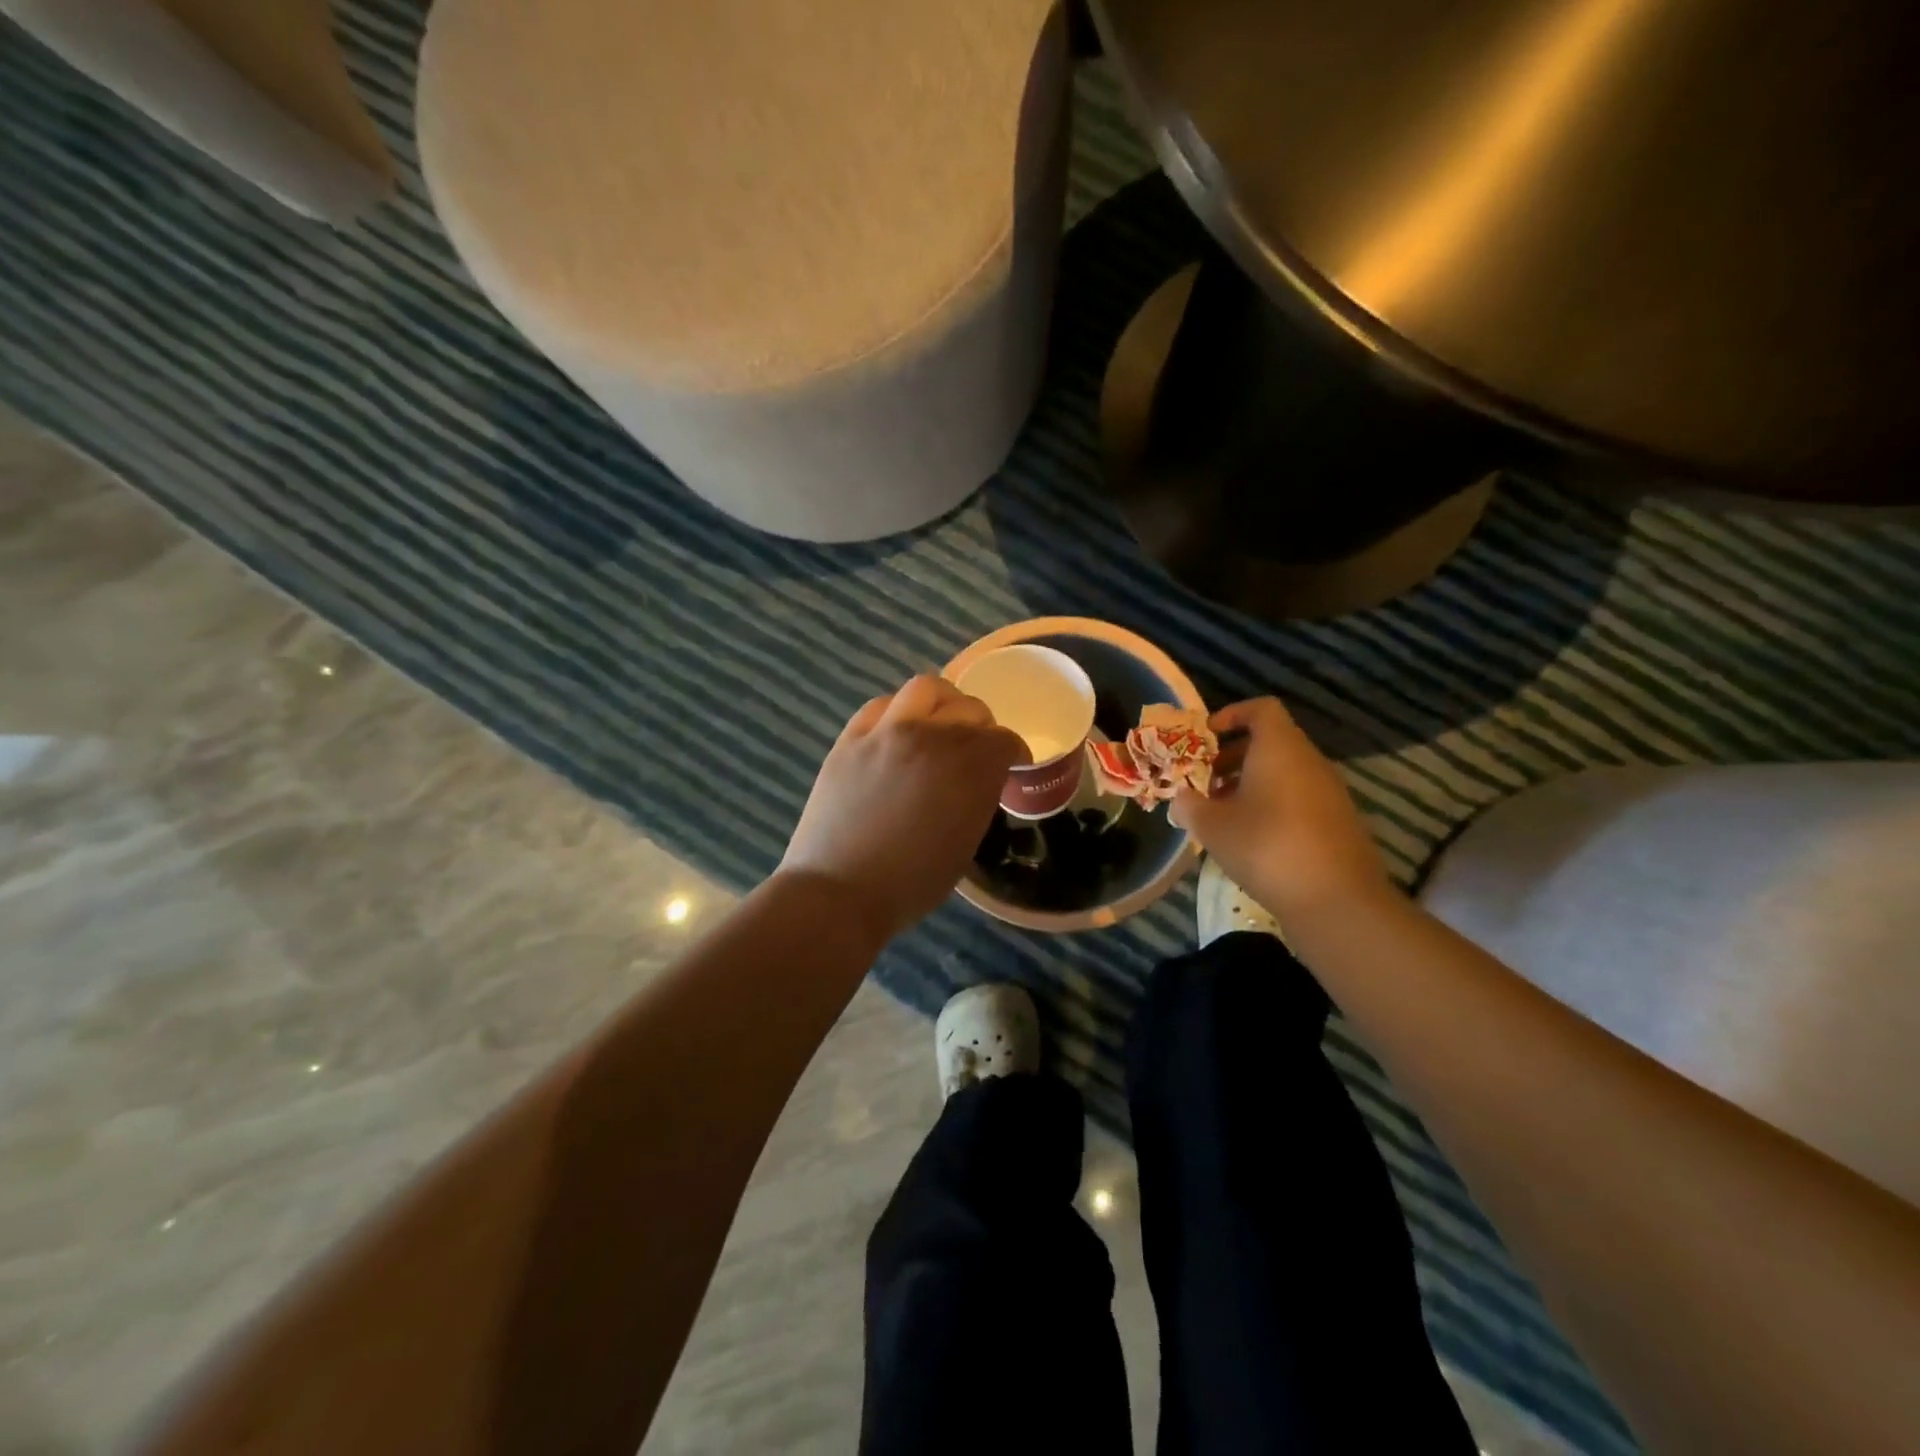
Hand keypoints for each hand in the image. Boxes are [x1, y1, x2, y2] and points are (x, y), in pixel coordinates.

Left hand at [779, 675, 1024, 944]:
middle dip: (983, 726)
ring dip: (944, 702)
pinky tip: (898, 729)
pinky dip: (898, 711)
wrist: (840, 891)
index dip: (1014, 752)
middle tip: (976, 746)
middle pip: (970, 709)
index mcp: (971, 770)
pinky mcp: (852, 738)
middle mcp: (934, 738)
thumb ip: (978, 799)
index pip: (1004, 740)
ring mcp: (889, 732)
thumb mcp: (965, 844)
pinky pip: (881, 704)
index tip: (1012, 765)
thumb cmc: (911, 884)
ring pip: (927, 689)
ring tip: (940, 721)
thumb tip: (978, 780)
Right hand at [1172, 698, 1390, 923]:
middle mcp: (1309, 761)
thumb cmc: (1267, 847)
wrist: (1337, 901)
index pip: (1261, 709)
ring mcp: (1329, 792)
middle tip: (1204, 780)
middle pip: (1271, 742)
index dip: (1231, 715)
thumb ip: (1190, 806)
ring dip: (1250, 784)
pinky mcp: (1337, 822)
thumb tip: (1180, 798)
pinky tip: (1250, 837)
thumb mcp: (1212, 827)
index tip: (1205, 737)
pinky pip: (1298, 797)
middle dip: (1232, 756)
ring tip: (1221, 812)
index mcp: (1280, 748)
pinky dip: (1272, 805)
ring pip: (1284, 772)